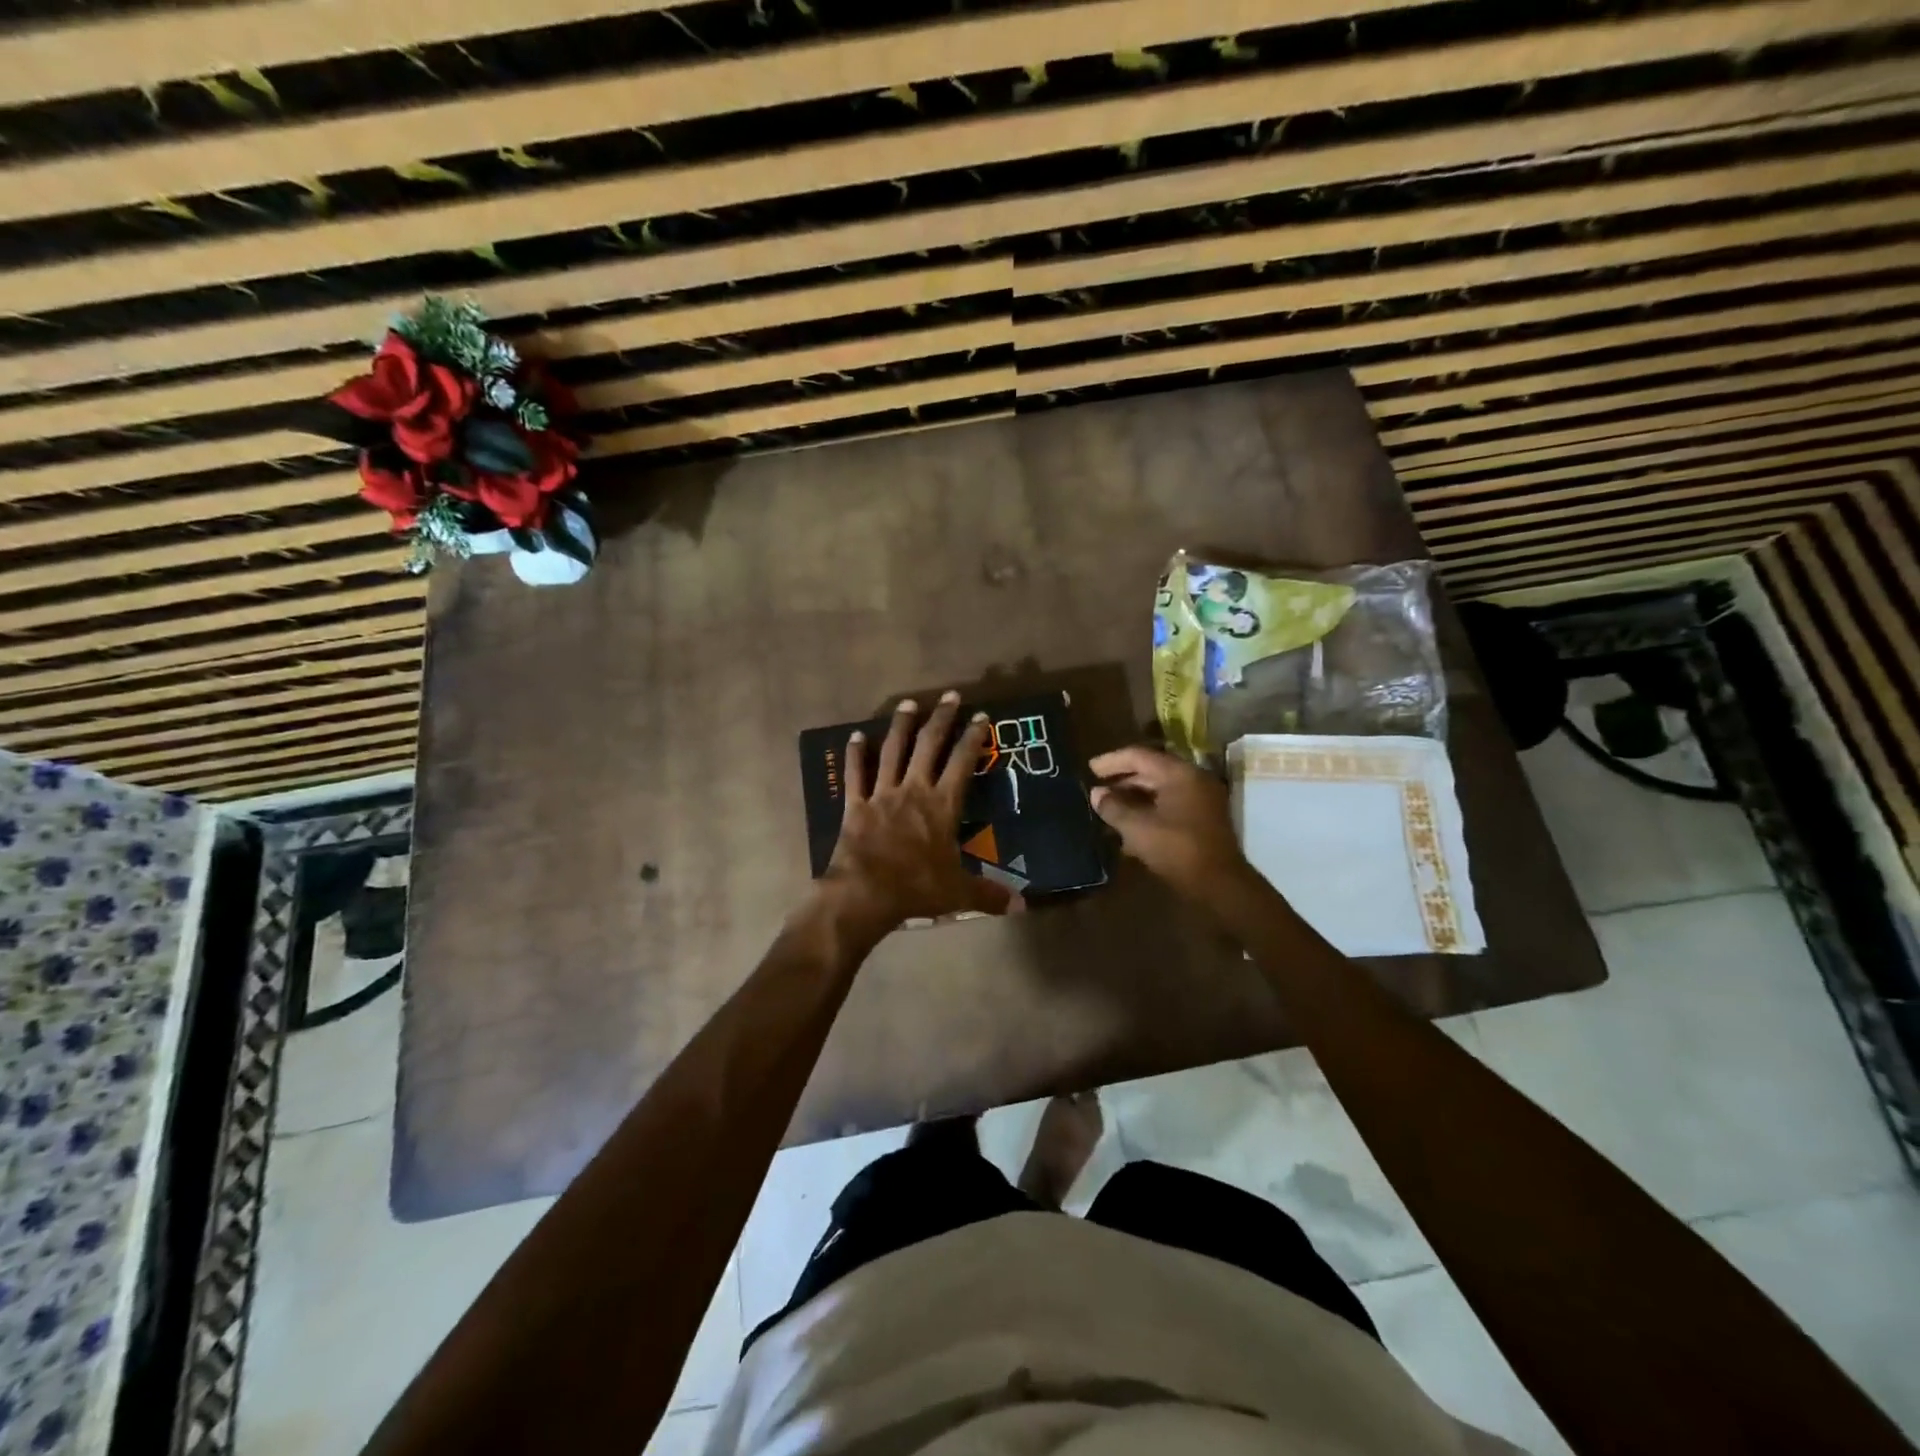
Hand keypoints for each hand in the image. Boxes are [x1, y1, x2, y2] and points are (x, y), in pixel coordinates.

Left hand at [819, 691, 1015, 941]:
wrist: (865, 893)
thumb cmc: (916, 888)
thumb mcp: (958, 892)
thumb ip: (989, 894)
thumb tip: (1023, 906)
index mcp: (942, 805)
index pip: (963, 762)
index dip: (973, 738)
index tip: (981, 716)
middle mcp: (914, 789)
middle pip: (929, 745)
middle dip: (942, 718)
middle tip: (950, 695)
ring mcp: (882, 793)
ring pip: (893, 750)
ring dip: (902, 725)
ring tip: (908, 703)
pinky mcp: (856, 804)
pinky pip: (855, 774)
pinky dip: (855, 754)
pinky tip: (855, 736)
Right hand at [1088, 746, 1257, 906]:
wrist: (1219, 884)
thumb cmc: (1177, 849)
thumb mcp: (1137, 828)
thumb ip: (1113, 807)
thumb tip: (1096, 793)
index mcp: (1179, 774)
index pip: (1139, 756)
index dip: (1112, 761)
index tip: (1089, 768)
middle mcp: (1193, 780)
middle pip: (1151, 770)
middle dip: (1121, 779)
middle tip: (1096, 788)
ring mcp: (1201, 800)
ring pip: (1160, 789)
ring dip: (1133, 797)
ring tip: (1107, 807)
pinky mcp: (1202, 819)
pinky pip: (1169, 805)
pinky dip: (1147, 810)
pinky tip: (1127, 825)